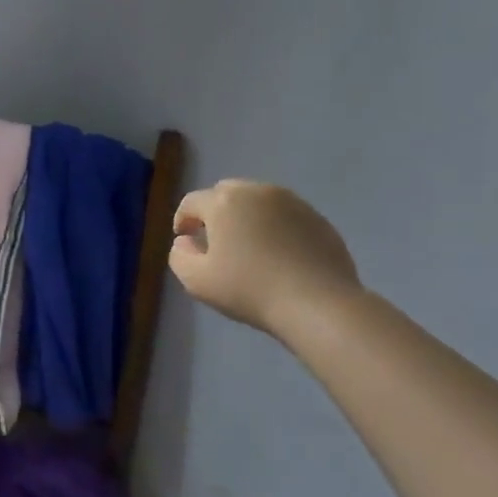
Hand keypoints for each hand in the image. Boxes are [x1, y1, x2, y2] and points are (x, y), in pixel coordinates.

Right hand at [169, 181, 361, 336]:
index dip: (183, 219)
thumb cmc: (250, 290)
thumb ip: (179, 256)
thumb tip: (185, 241)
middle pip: (226, 193)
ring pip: (258, 200)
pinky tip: (278, 253)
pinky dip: (274, 226)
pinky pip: (285, 214)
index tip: (185, 240)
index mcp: (223, 203)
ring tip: (248, 245)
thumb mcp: (196, 281)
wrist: (318, 304)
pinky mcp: (317, 218)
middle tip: (215, 239)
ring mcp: (292, 202)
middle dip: (215, 211)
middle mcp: (257, 192)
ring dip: (246, 216)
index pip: (191, 202)